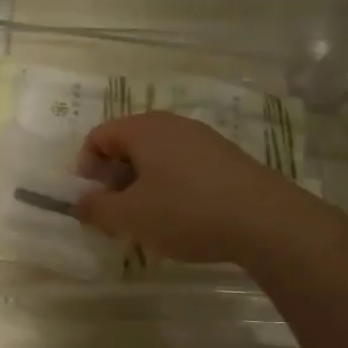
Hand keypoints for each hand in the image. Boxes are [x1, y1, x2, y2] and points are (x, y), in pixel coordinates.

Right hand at [74, 112, 305, 263]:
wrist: (267, 222)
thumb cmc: (186, 212)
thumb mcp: (130, 217)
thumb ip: (96, 208)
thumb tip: (80, 202)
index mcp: (143, 129)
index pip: (98, 136)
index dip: (85, 168)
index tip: (91, 200)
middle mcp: (172, 125)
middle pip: (128, 145)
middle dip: (114, 179)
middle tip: (115, 213)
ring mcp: (203, 139)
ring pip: (157, 157)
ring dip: (142, 185)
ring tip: (147, 220)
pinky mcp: (226, 158)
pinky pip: (183, 166)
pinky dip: (171, 187)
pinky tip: (182, 218)